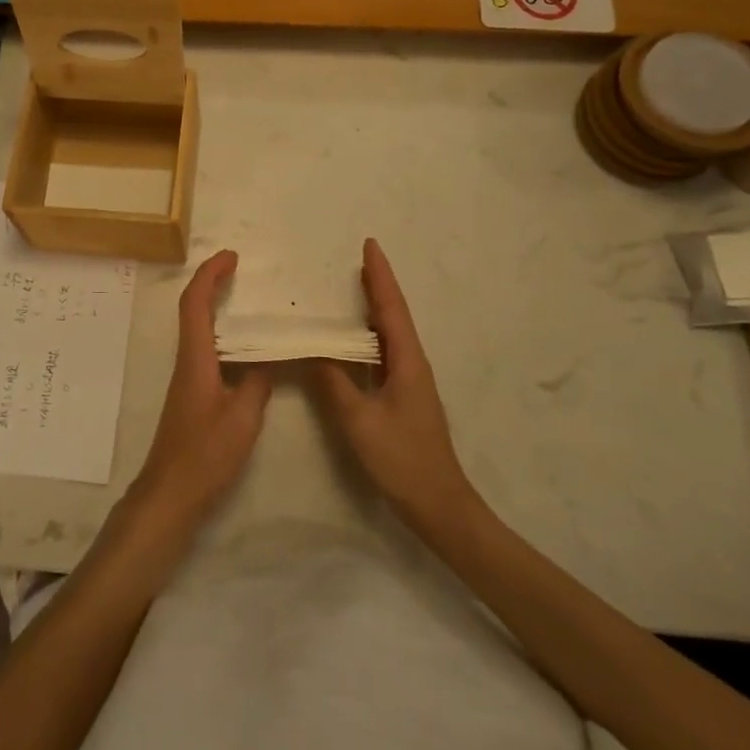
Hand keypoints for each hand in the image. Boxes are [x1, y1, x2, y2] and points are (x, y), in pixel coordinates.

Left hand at [132, 250, 272, 525]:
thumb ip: (257, 385)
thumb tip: (267, 363)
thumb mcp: (242, 419)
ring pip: (198, 329)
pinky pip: (206, 350)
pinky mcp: (192, 395)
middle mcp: (187, 361)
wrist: (171, 493)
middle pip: (193, 310)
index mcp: (196, 359)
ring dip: (216, 306)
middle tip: (239, 269)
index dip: (210, 275)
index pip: (195, 304)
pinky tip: (246, 348)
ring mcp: (188, 378)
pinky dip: (222, 334)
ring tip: (248, 300)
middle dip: (212, 283)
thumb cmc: (205, 454)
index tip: (231, 256)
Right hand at [309, 239, 473, 529]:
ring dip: (374, 308)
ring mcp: (410, 381)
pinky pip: (384, 354)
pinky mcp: (403, 397)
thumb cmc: (401, 459)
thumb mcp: (359, 420)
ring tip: (352, 288)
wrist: (438, 504)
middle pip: (393, 315)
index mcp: (407, 361)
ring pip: (390, 334)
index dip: (380, 276)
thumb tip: (312, 349)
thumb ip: (333, 382)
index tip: (370, 245)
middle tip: (358, 259)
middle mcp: (412, 363)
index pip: (391, 308)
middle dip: (377, 285)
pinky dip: (368, 336)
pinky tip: (352, 340)